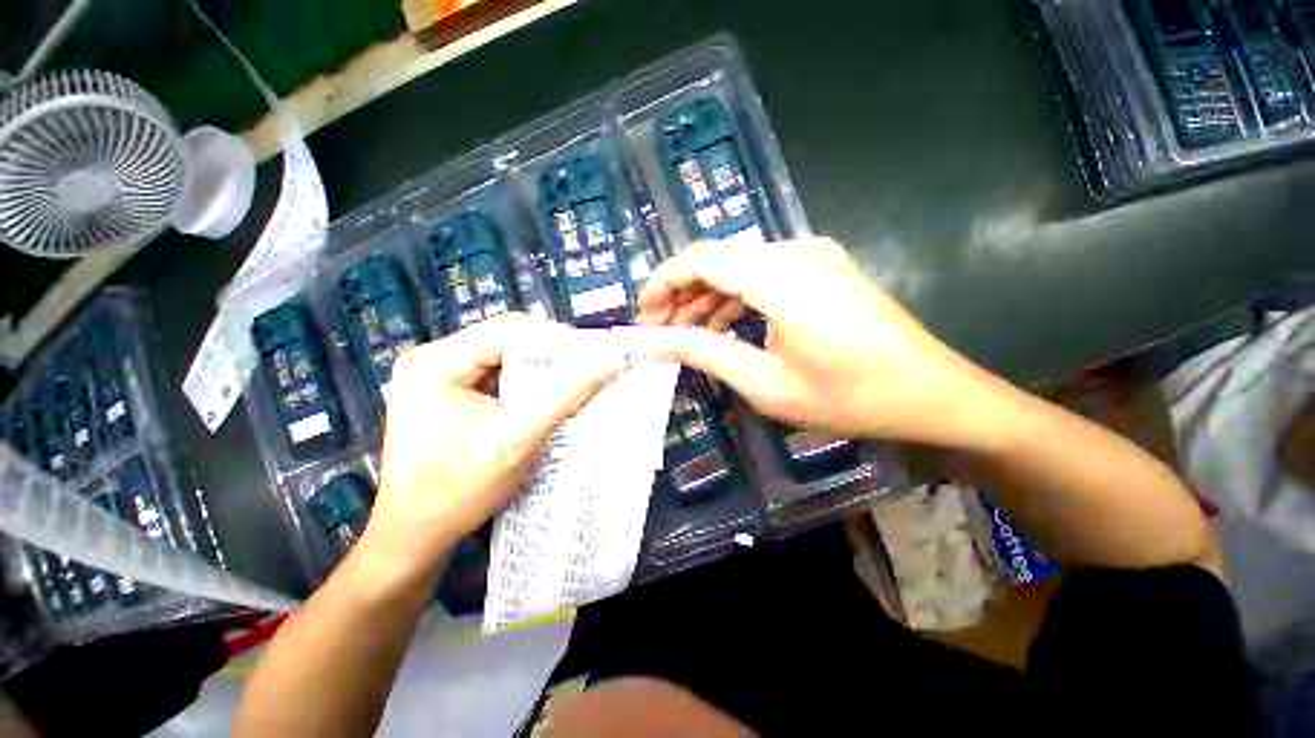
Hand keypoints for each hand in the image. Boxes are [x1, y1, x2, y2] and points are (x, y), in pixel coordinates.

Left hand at [363, 314, 617, 577]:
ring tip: (582, 384)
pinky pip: (506, 378)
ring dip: (547, 373)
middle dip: (555, 357)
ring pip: (511, 359)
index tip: (597, 357)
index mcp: (436, 362)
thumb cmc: (455, 493)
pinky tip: (555, 399)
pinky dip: (535, 387)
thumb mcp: (514, 441)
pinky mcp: (457, 394)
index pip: (510, 330)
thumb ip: (563, 396)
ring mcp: (445, 377)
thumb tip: (608, 362)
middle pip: (511, 342)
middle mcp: (437, 359)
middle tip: (594, 372)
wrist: (416, 538)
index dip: (558, 340)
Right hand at [638, 238, 999, 445]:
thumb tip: (655, 341)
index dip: (664, 282)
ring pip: (739, 268)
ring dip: (707, 298)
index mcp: (780, 277)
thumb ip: (704, 352)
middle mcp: (794, 252)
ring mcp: (812, 257)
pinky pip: (763, 276)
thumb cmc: (847, 396)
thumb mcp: (764, 382)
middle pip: (718, 261)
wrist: (930, 394)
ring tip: (684, 333)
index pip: (702, 259)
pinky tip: (722, 326)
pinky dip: (736, 299)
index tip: (643, 314)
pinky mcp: (821, 269)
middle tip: (659, 329)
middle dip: (681, 293)